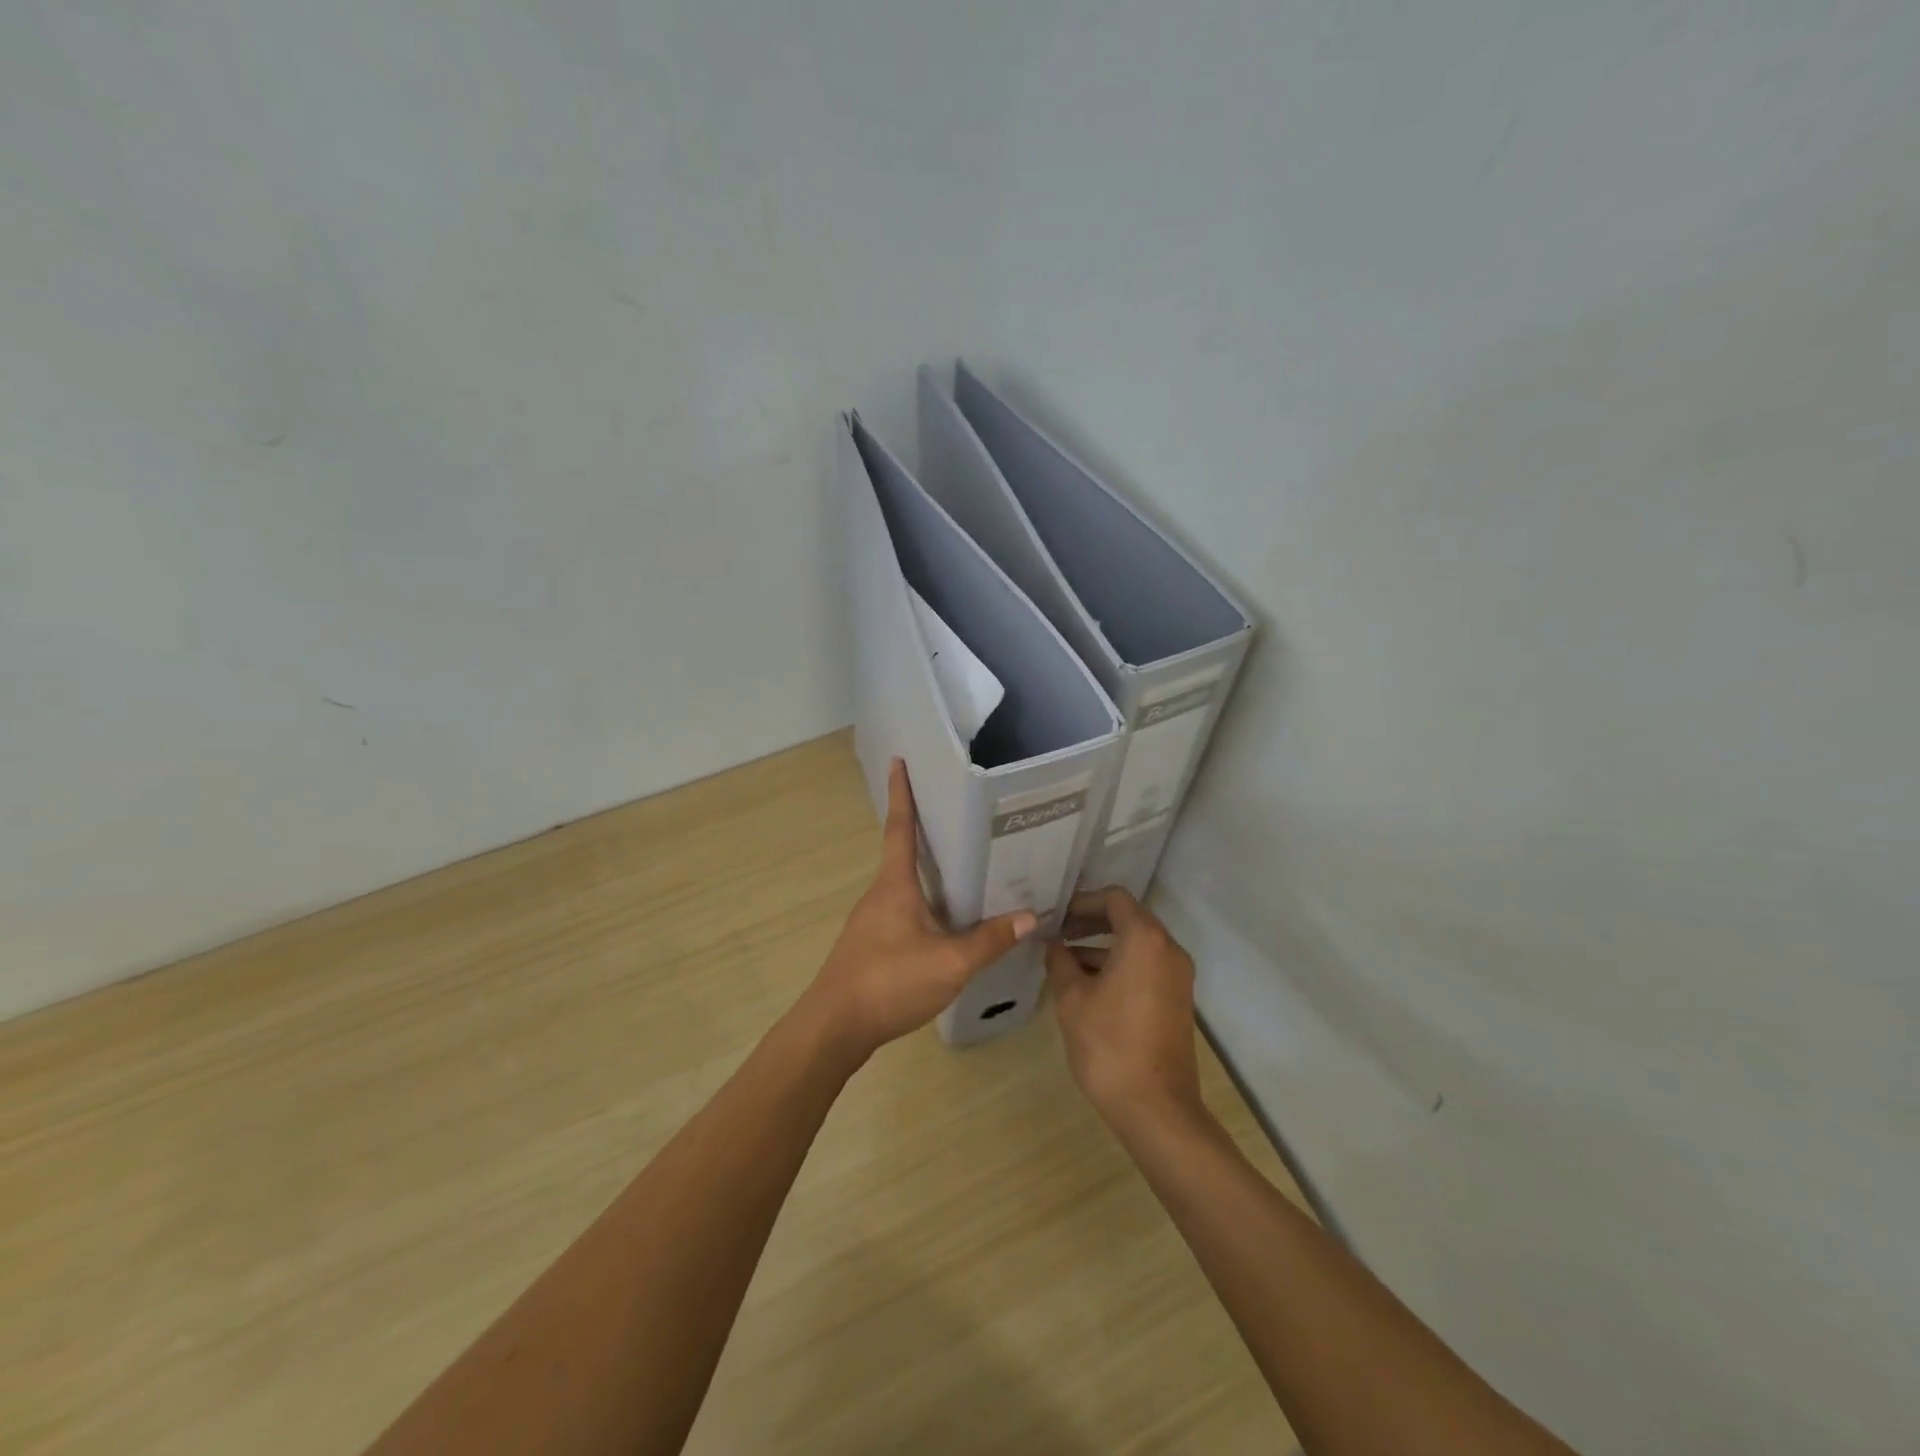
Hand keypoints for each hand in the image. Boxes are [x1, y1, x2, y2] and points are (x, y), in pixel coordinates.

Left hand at [802, 759, 1038, 1061]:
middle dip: (922, 829)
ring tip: (961, 866)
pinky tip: (945, 921)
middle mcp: (879, 894)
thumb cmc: (888, 982)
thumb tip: (1030, 916)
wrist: (834, 1028)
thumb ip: (989, 941)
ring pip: (903, 885)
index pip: (899, 828)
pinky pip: (902, 910)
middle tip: (954, 812)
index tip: (898, 761)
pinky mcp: (870, 945)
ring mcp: (871, 921)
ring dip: (926, 870)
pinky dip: (923, 901)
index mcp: (894, 885)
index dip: (901, 793)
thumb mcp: (948, 963)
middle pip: (902, 852)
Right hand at [1045, 887, 1202, 1130]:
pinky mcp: (1177, 1000)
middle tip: (1057, 934)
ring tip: (1064, 962)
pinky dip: (1119, 965)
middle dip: (1091, 922)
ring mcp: (1177, 976)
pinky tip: (1088, 986)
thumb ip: (1060, 961)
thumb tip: (1054, 945)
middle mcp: (1167, 949)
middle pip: (1128, 918)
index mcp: (1144, 939)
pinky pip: (1146, 967)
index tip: (1056, 916)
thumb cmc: (1109, 1044)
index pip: (1114, 898)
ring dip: (1102, 946)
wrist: (1156, 1108)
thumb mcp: (1071, 998)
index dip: (1082, 901)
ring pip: (1137, 944)